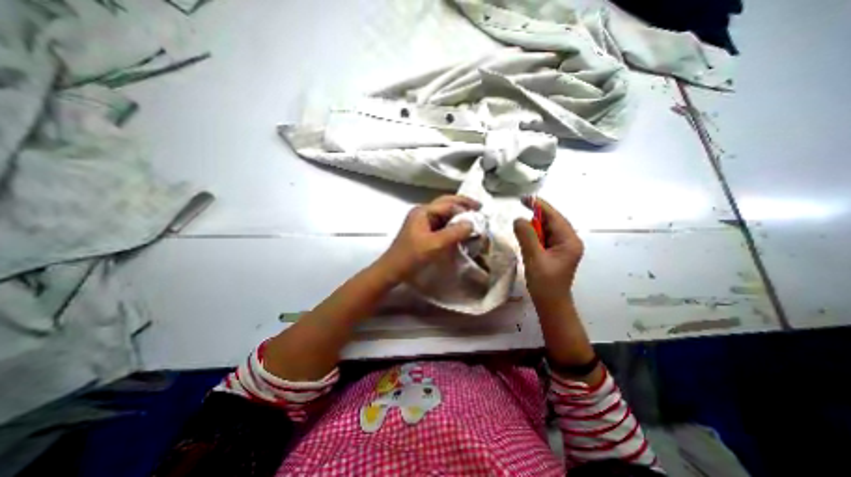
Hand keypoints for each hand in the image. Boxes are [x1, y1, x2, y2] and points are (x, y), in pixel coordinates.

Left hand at [377, 194, 477, 282]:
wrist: (392, 270)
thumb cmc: (410, 257)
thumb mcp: (434, 245)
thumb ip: (454, 233)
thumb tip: (472, 223)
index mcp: (423, 211)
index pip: (448, 203)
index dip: (465, 205)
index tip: (481, 212)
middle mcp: (422, 213)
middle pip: (446, 204)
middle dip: (463, 205)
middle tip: (479, 209)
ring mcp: (422, 222)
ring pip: (444, 214)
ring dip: (458, 215)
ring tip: (473, 220)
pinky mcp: (423, 232)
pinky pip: (441, 224)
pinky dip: (452, 225)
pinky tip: (460, 230)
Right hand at [511, 195, 584, 305]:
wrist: (550, 303)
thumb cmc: (545, 283)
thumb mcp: (534, 258)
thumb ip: (526, 236)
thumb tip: (518, 219)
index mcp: (569, 241)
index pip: (554, 217)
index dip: (539, 205)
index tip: (524, 197)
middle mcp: (569, 240)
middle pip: (552, 220)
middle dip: (536, 214)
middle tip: (519, 207)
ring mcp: (563, 246)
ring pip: (547, 228)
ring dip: (534, 226)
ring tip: (521, 227)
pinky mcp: (555, 251)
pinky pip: (544, 237)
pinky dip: (534, 234)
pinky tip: (526, 237)